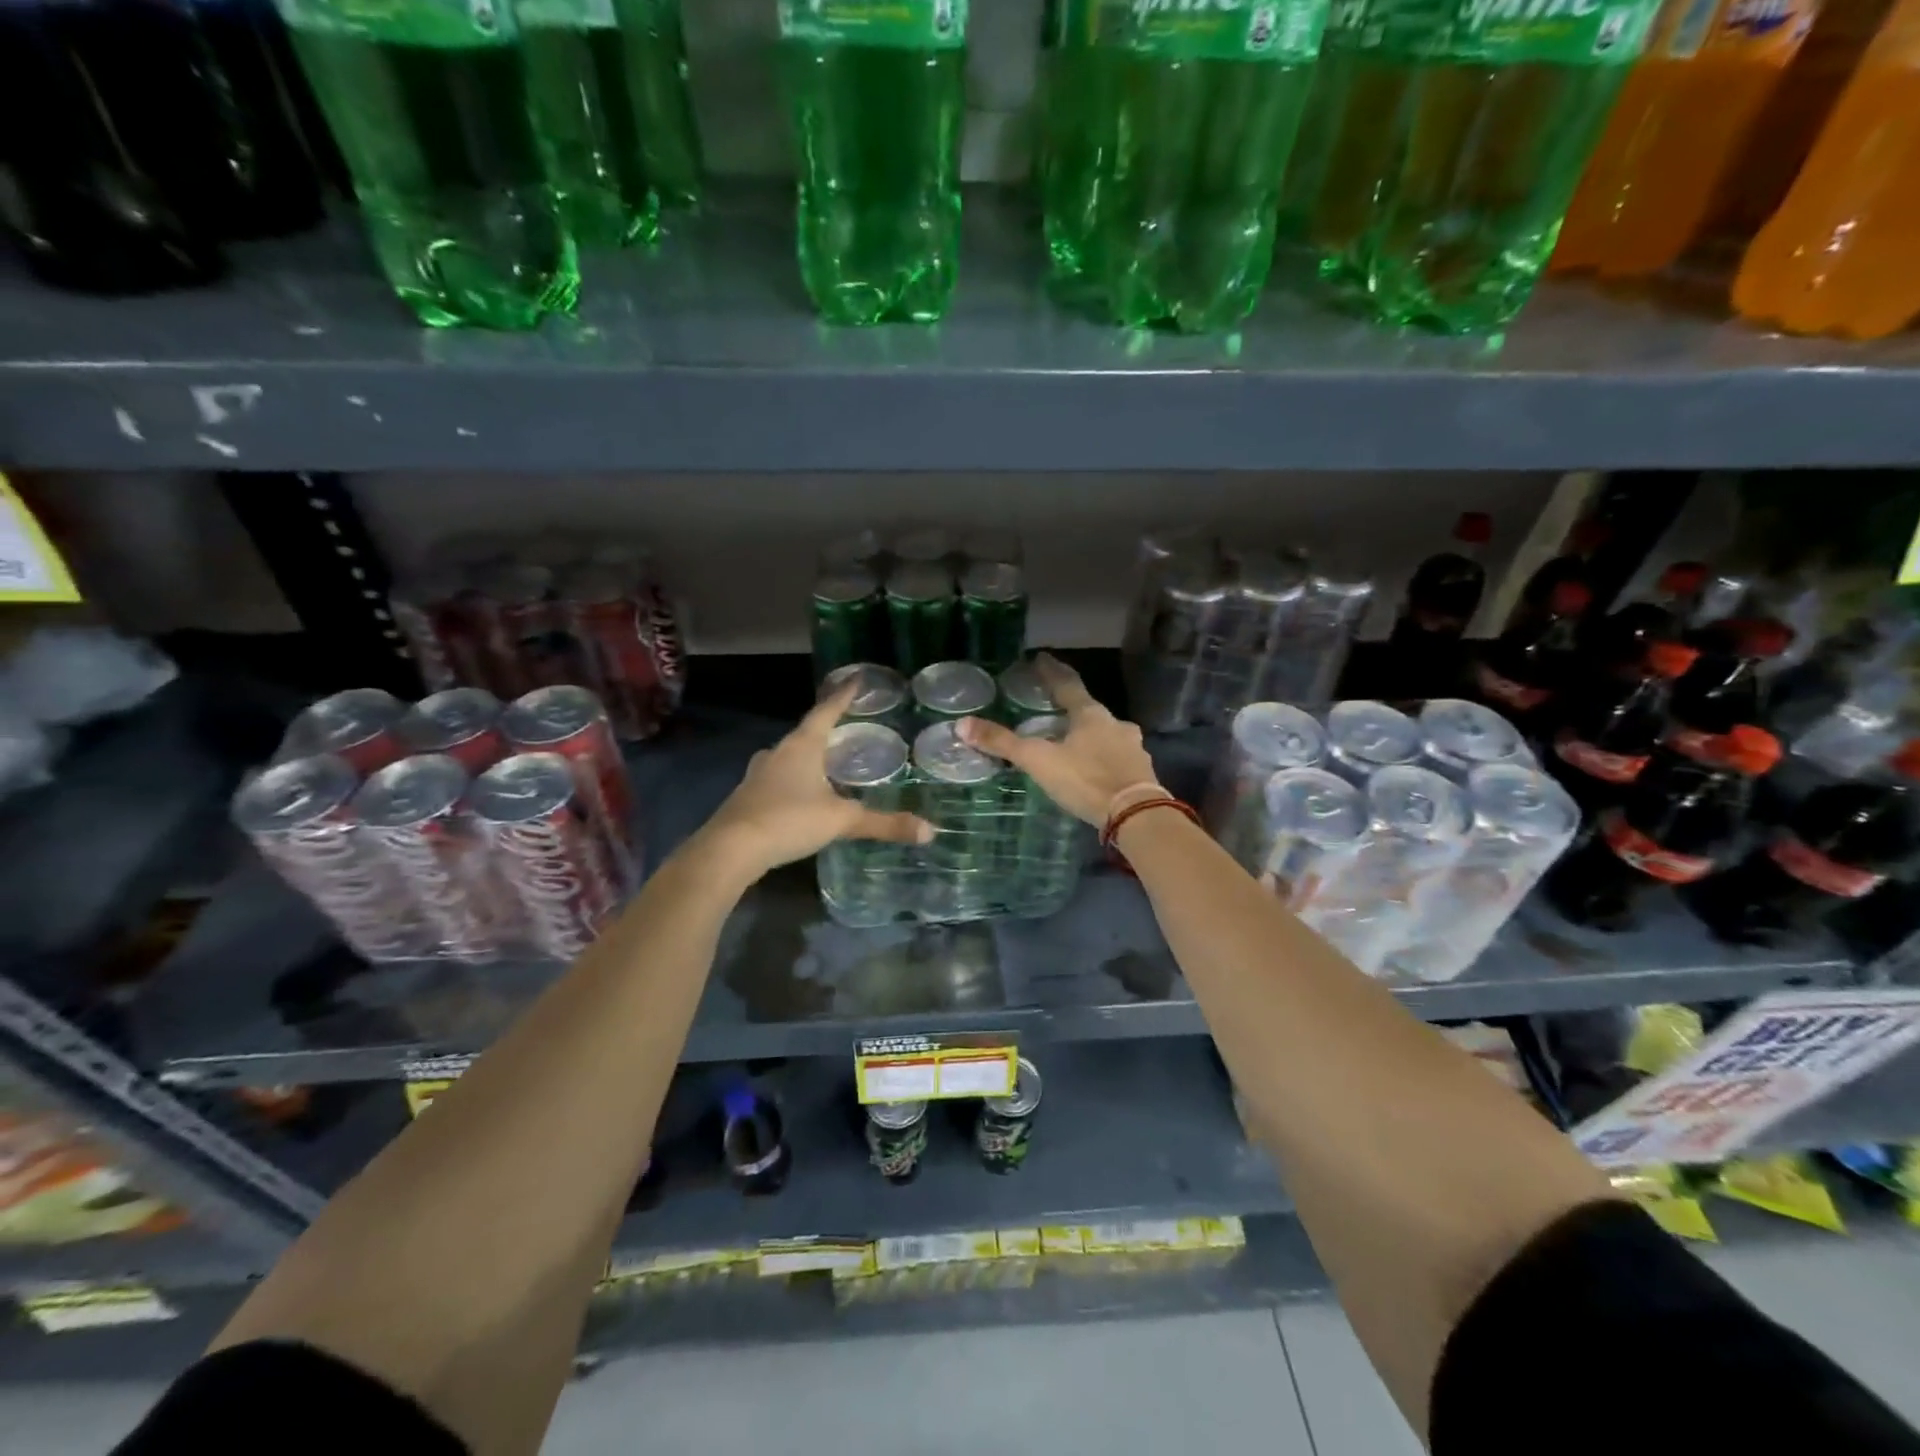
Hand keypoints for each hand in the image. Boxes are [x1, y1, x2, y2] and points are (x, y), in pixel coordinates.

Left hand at [698, 680, 932, 878]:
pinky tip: (803, 794)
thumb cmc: (789, 820)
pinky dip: (795, 779)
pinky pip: (778, 778)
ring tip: (828, 761)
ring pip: (789, 756)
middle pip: (806, 732)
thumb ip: (884, 824)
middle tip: (849, 727)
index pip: (827, 711)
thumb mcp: (842, 821)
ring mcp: (758, 773)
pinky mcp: (747, 795)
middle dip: (827, 728)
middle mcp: (778, 752)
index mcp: (802, 746)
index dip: (844, 696)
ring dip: (809, 756)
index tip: (857, 678)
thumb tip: (929, 831)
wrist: (731, 849)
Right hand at [957, 653, 1157, 825]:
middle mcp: (1115, 724)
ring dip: (1089, 733)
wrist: (1136, 815)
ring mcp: (1132, 747)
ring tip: (1071, 739)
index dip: (1051, 671)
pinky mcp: (1140, 770)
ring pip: (1105, 732)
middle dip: (1070, 706)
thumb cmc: (1086, 780)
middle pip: (1088, 709)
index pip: (1067, 684)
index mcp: (1090, 714)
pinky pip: (1116, 755)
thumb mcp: (1039, 761)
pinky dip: (1102, 756)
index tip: (1041, 658)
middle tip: (1052, 705)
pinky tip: (1094, 766)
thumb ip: (1003, 743)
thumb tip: (962, 724)